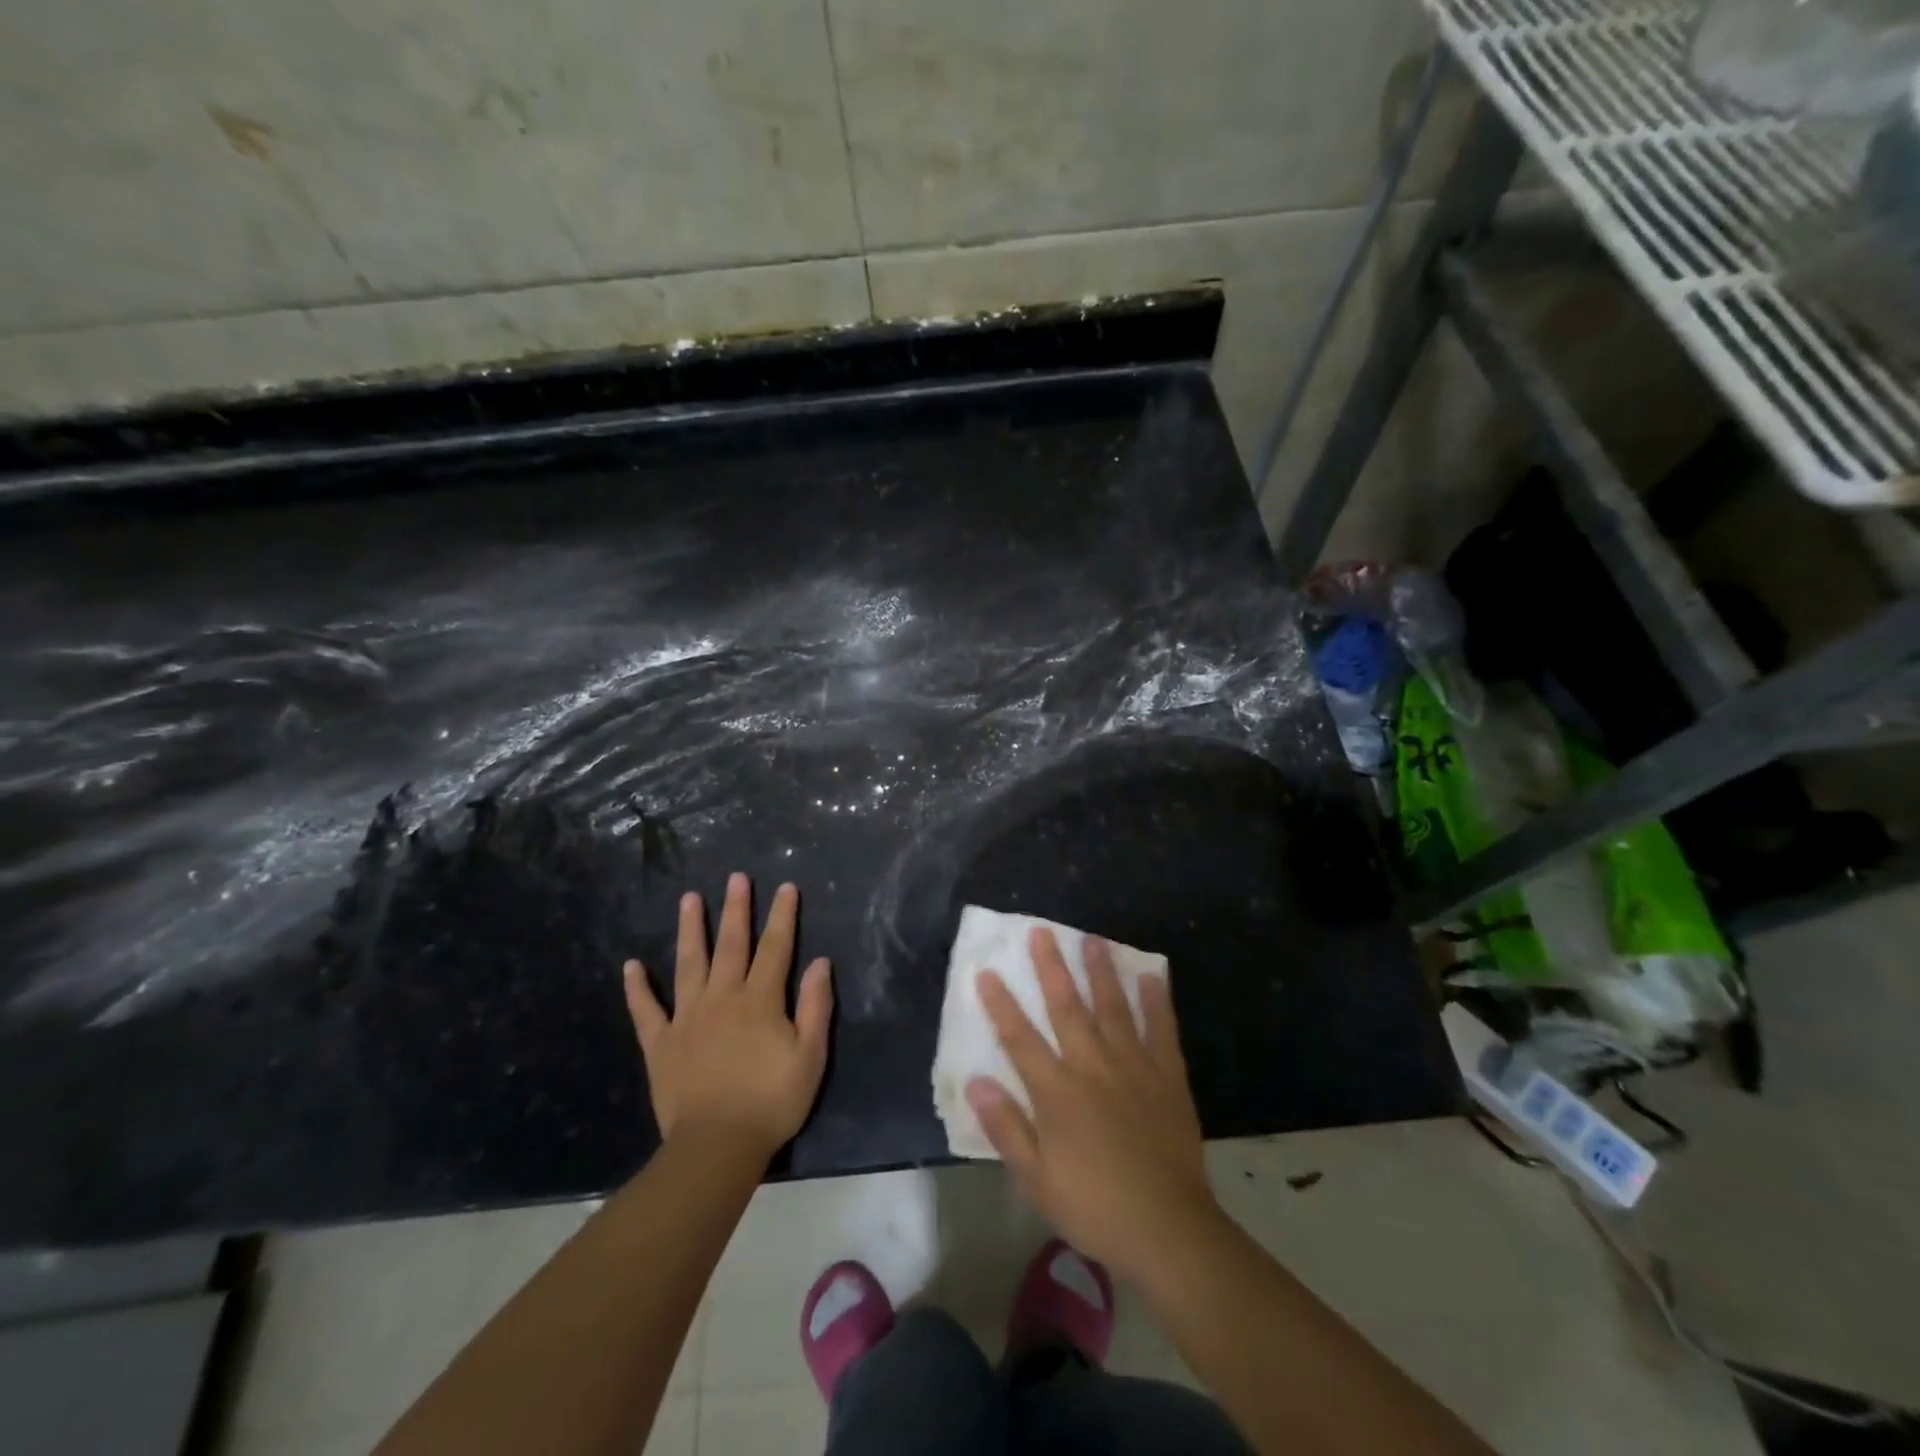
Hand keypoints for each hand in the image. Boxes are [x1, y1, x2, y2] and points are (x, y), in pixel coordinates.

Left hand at [624, 873, 832, 1161]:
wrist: (716, 1147)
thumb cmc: (771, 1102)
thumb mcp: (811, 1057)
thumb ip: (816, 1006)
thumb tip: (820, 962)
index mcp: (760, 1000)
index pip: (775, 947)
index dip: (782, 916)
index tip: (786, 887)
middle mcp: (722, 997)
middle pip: (731, 944)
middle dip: (735, 909)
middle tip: (735, 877)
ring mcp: (687, 1018)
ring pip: (688, 963)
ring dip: (690, 929)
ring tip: (689, 899)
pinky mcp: (660, 1043)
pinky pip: (646, 1010)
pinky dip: (637, 987)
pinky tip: (632, 965)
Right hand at [966, 928, 1219, 1283]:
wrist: (1169, 1231)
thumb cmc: (1095, 1208)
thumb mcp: (1038, 1180)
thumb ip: (1007, 1127)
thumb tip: (976, 1082)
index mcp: (1058, 1093)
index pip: (1020, 1038)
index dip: (1001, 1004)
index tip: (986, 971)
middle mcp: (1093, 1067)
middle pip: (1067, 1008)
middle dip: (1051, 968)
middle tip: (1042, 931)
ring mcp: (1134, 1067)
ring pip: (1113, 1008)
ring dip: (1101, 972)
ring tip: (1093, 939)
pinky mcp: (1168, 1077)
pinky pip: (1162, 1030)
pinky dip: (1157, 1002)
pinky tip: (1151, 976)